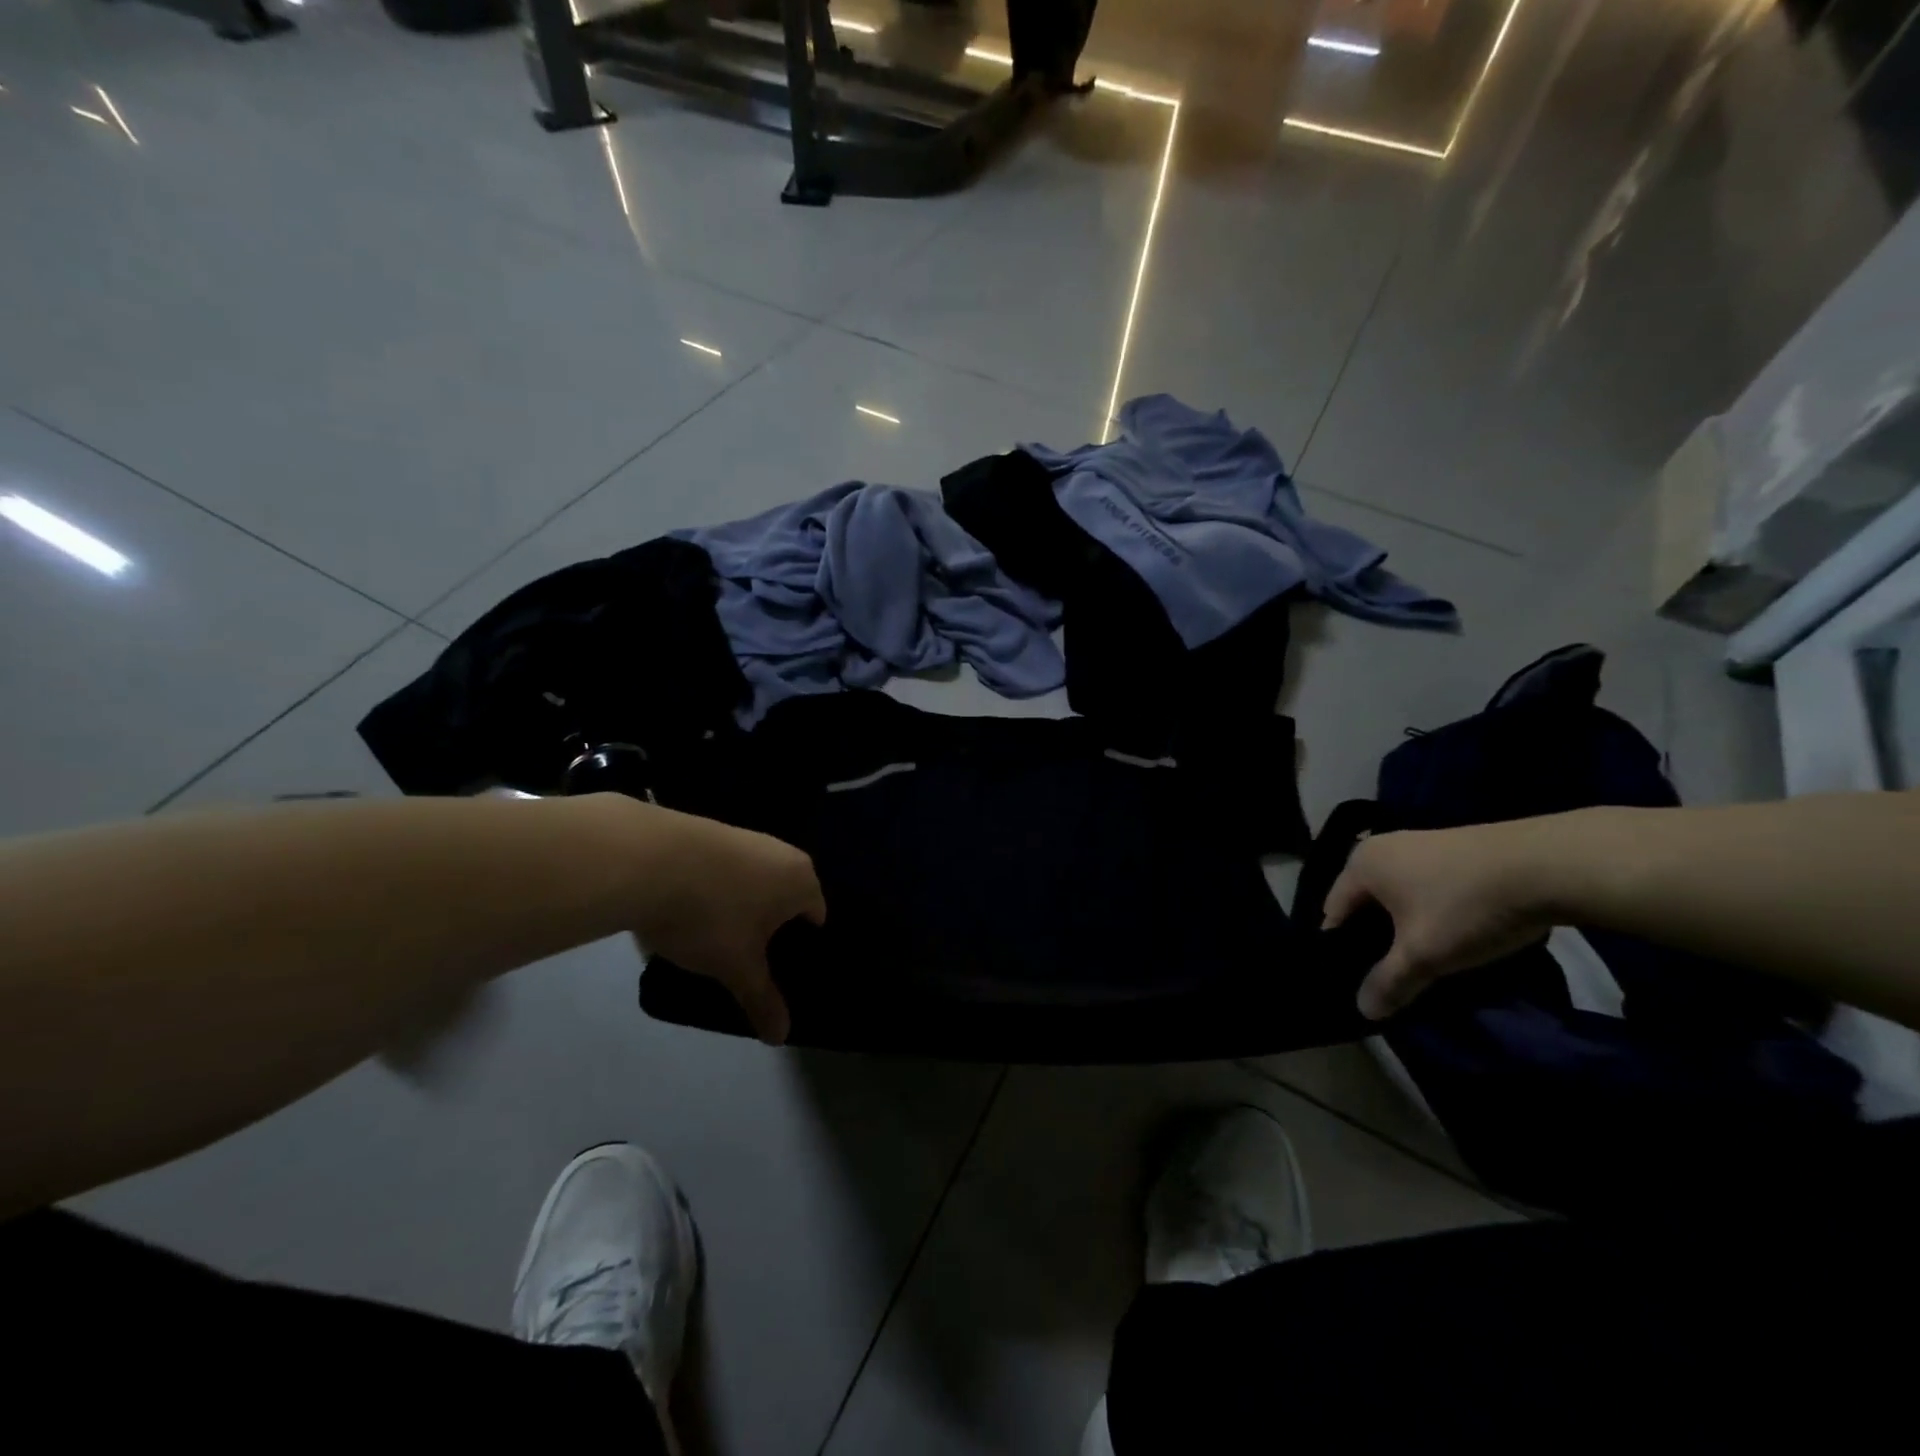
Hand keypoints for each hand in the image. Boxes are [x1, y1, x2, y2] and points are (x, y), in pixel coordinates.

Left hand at [628, 808, 825, 1044]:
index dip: (801, 948)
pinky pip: (724, 871)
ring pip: (753, 883)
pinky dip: (714, 891)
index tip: (780, 972)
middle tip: (748, 961)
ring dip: (740, 909)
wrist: (646, 859)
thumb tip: (782, 1037)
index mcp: (801, 879)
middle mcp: (781, 851)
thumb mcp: (737, 967)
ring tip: (713, 940)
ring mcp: (744, 837)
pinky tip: (688, 912)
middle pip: (784, 898)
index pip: (816, 916)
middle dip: (769, 928)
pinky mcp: (710, 832)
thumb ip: (763, 1000)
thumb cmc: (710, 915)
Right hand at [1321, 821, 1555, 1019]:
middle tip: (1391, 975)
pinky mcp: (1453, 848)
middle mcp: (1381, 847)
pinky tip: (1453, 933)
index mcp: (1360, 864)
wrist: (1547, 865)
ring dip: (1405, 926)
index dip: (1340, 949)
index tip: (1356, 980)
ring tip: (1425, 959)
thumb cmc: (1465, 907)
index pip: (1333, 912)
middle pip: (1365, 903)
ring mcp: (1419, 844)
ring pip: (1398, 895)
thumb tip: (1363, 1010)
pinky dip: (1430, 911)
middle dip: (1375, 939)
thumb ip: (1389, 982)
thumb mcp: (1424, 955)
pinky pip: (1425, 886)